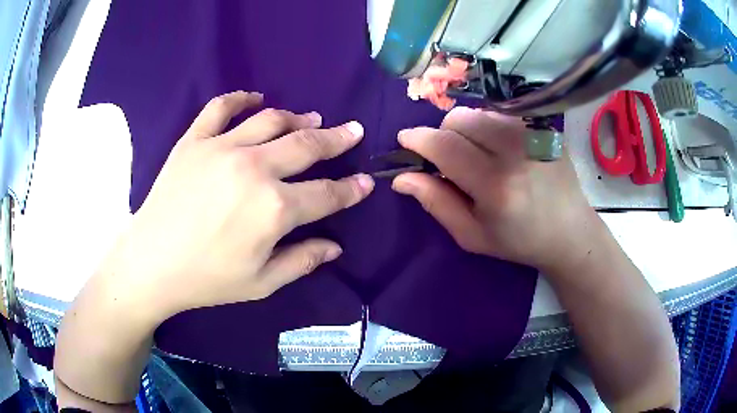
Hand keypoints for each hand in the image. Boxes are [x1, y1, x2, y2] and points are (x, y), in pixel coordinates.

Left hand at [102, 91, 373, 319]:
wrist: (151, 263)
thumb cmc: (207, 280)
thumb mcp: (261, 283)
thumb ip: (302, 261)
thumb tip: (335, 246)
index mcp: (274, 209)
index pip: (327, 194)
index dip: (351, 189)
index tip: (366, 181)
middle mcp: (254, 168)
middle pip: (306, 145)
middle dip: (337, 139)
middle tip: (353, 131)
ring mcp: (221, 148)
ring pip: (271, 120)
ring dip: (298, 118)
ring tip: (312, 119)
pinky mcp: (194, 140)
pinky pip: (221, 107)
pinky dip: (241, 98)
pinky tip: (256, 98)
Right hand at [392, 107, 599, 272]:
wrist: (569, 232)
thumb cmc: (519, 241)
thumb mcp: (472, 235)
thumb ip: (436, 202)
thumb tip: (401, 177)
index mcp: (495, 186)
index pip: (445, 145)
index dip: (418, 139)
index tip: (405, 140)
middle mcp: (515, 152)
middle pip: (459, 119)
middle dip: (443, 134)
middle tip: (450, 157)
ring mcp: (533, 134)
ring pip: (479, 112)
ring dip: (467, 129)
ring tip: (479, 154)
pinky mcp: (544, 127)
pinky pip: (502, 114)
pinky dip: (490, 126)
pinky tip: (501, 148)